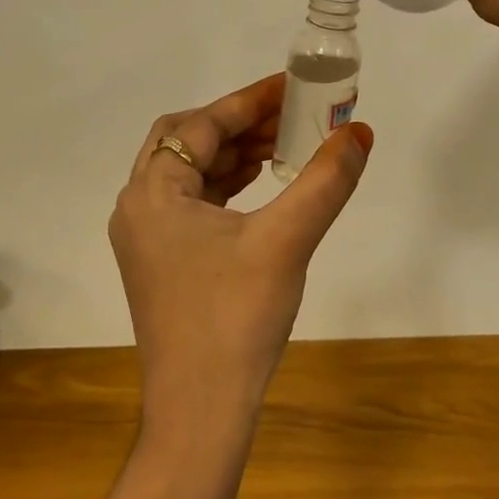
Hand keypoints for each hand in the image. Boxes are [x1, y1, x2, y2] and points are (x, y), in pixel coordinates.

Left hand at [109, 75, 373, 437]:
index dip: (249, 101)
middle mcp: (138, 206)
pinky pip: (192, 203)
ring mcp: (146, 237)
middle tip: (290, 114)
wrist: (199, 414)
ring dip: (233, 153)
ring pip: (189, 173)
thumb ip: (324, 181)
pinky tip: (261, 185)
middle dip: (239, 123)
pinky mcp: (161, 262)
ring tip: (284, 144)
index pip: (201, 125)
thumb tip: (360, 132)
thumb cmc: (234, 319)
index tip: (291, 84)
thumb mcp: (286, 241)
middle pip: (187, 141)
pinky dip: (225, 185)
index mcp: (152, 192)